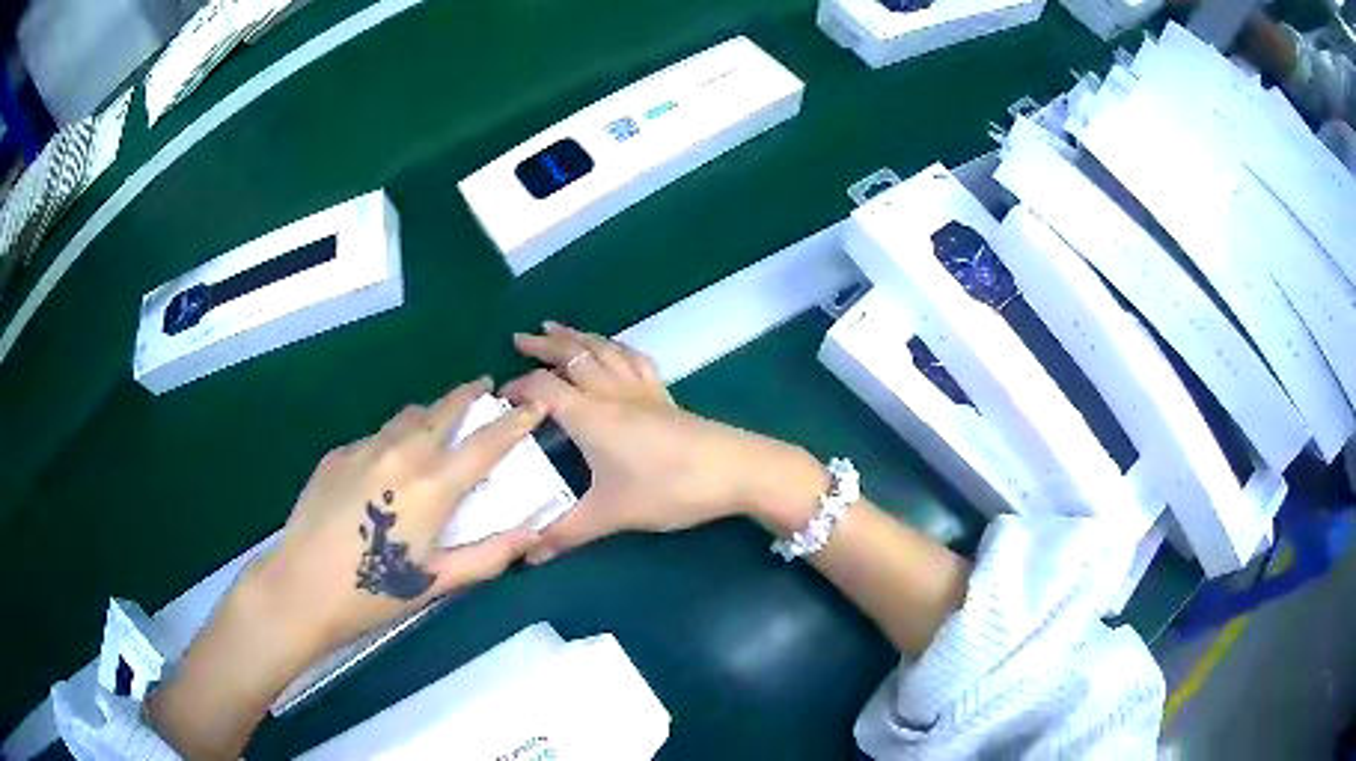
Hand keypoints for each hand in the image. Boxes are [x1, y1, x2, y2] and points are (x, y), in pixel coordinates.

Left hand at [148, 379, 543, 758]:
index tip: (533, 403)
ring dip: (428, 414)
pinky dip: (391, 440)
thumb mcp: (437, 582)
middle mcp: (401, 453)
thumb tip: (532, 533)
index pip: (486, 443)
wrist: (301, 586)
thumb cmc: (374, 592)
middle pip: (442, 410)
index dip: (515, 421)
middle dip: (468, 395)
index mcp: (433, 486)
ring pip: (406, 417)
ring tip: (436, 424)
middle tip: (484, 387)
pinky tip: (383, 467)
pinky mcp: (336, 454)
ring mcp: (364, 448)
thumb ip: (489, 555)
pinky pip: (374, 437)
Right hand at [507, 322, 827, 563]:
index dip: (518, 388)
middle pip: (573, 356)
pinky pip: (634, 359)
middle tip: (520, 338)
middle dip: (544, 346)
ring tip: (557, 328)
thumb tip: (526, 555)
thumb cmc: (668, 488)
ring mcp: (642, 390)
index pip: (543, 389)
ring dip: (578, 337)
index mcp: (590, 415)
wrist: (736, 470)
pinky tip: (614, 349)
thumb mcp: (612, 514)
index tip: (499, 398)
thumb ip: (566, 533)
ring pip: (604, 350)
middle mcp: (612, 393)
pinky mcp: (666, 395)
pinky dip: (615, 347)